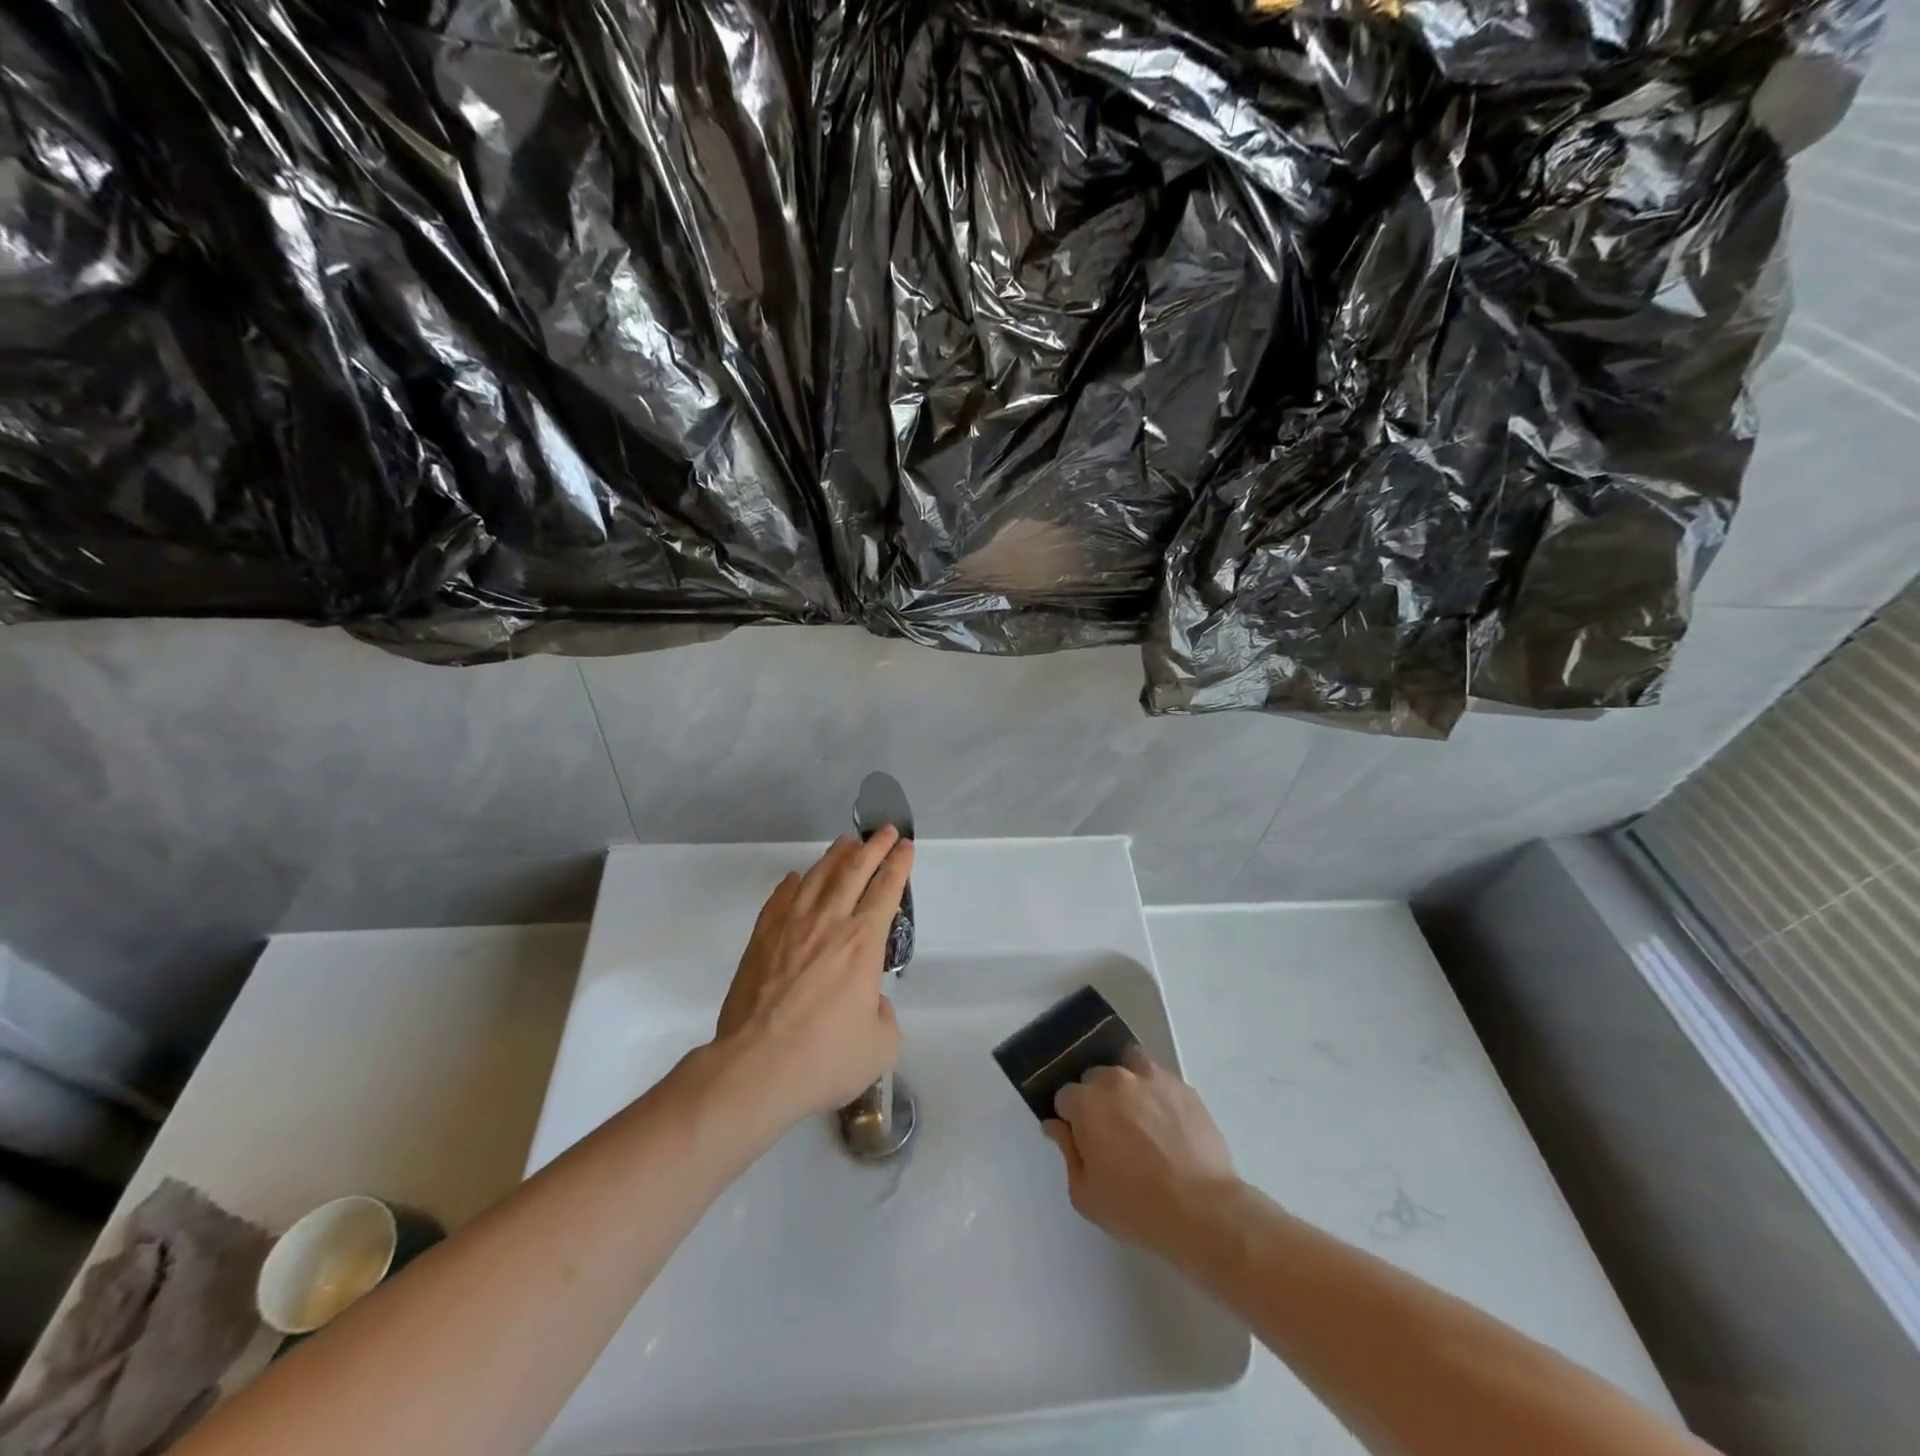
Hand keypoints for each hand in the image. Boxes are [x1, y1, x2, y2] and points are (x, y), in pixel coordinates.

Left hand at [713, 829, 912, 1121]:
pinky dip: (792, 885)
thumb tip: (872, 1001)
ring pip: (817, 877)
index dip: (898, 865)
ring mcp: (790, 927)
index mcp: (863, 943)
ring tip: (846, 841)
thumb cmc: (824, 1058)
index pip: (886, 890)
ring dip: (835, 856)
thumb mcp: (880, 1047)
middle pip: (854, 871)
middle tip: (883, 830)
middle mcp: (829, 923)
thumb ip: (885, 1016)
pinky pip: (779, 900)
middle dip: (873, 847)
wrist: (756, 1067)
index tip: (905, 846)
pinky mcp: (761, 939)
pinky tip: (796, 879)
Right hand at [1045, 1050, 1237, 1254]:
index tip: (1082, 1140)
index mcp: (1087, 1102)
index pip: (1065, 1096)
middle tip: (1110, 1133)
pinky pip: (1158, 1078)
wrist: (1203, 1210)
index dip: (1070, 1119)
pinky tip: (1164, 1122)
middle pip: (1094, 1077)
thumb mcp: (1086, 1194)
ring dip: (1125, 1084)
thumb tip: (1055, 1125)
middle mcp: (1115, 1079)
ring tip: (1137, 1116)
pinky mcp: (1182, 1086)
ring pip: (1127, 1064)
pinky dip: (1154, 1091)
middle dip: (1096, 1099)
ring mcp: (1152, 1078)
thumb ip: (1066, 1151)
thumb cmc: (1137, 1207)